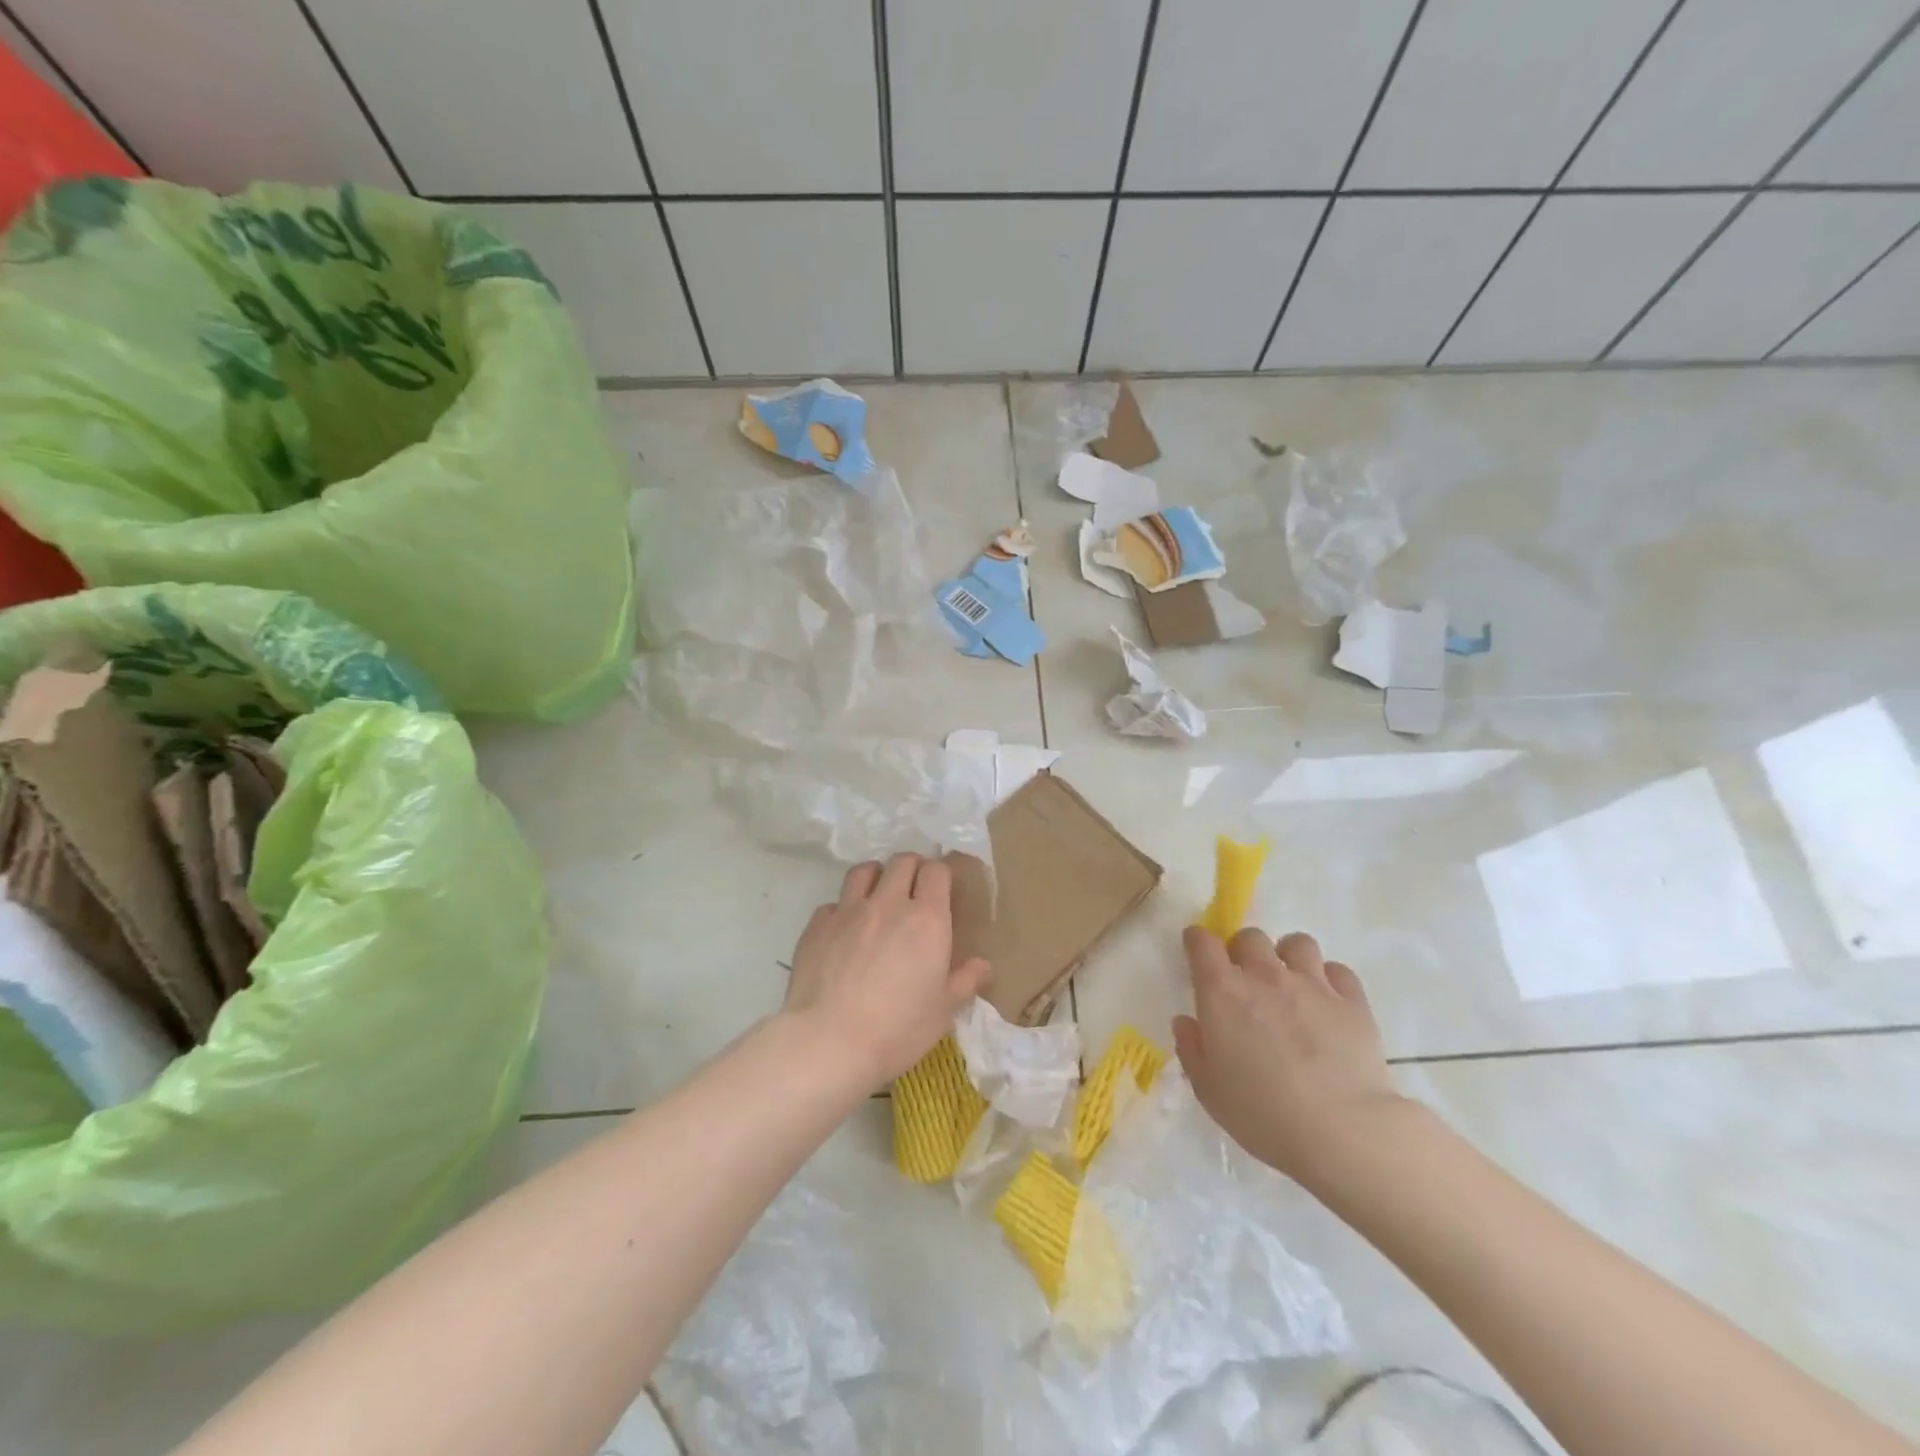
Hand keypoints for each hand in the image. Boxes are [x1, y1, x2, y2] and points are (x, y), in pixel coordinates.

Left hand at [784, 854, 989, 1088]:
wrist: (828, 1041)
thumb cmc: (897, 1029)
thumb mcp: (943, 1012)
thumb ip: (965, 981)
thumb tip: (983, 964)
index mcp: (927, 919)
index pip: (936, 871)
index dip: (940, 874)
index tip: (942, 888)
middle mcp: (888, 903)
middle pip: (902, 861)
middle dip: (912, 868)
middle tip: (914, 889)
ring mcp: (848, 911)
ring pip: (864, 871)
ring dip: (876, 876)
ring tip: (879, 896)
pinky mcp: (817, 925)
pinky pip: (833, 903)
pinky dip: (842, 910)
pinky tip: (843, 932)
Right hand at [1173, 927, 1406, 1189]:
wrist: (1341, 1131)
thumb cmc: (1262, 1114)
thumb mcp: (1208, 1089)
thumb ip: (1191, 1048)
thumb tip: (1186, 1021)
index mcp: (1222, 992)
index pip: (1202, 944)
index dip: (1197, 940)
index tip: (1196, 949)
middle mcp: (1265, 976)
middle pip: (1250, 937)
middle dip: (1243, 950)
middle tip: (1246, 977)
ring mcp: (1312, 985)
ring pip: (1298, 943)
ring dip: (1288, 956)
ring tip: (1290, 982)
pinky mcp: (1352, 1002)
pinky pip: (1338, 971)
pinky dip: (1330, 979)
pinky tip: (1327, 1002)